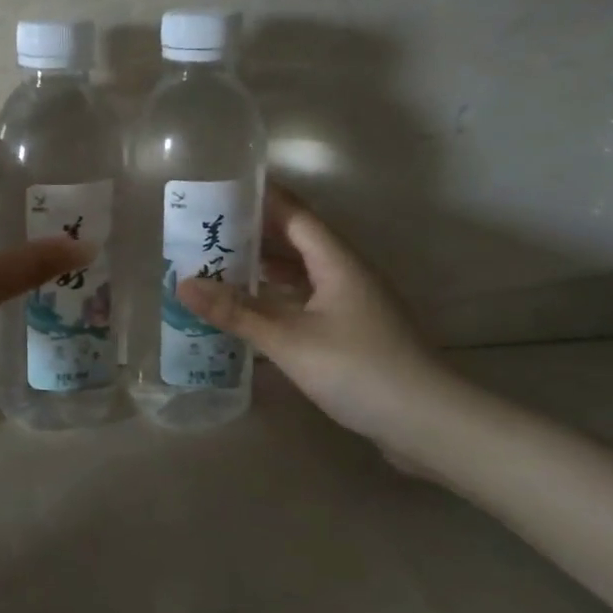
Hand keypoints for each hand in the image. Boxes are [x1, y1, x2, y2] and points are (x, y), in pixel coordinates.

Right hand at [175, 186, 458, 454]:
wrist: (429, 423)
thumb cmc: (358, 369)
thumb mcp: (288, 339)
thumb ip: (236, 312)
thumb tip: (183, 284)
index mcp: (337, 261)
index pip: (295, 214)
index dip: (260, 198)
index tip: (221, 189)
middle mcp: (347, 274)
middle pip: (297, 241)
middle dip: (254, 235)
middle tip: (206, 232)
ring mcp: (354, 304)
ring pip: (302, 274)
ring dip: (264, 269)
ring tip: (218, 267)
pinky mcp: (354, 333)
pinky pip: (307, 301)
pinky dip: (278, 299)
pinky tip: (252, 312)